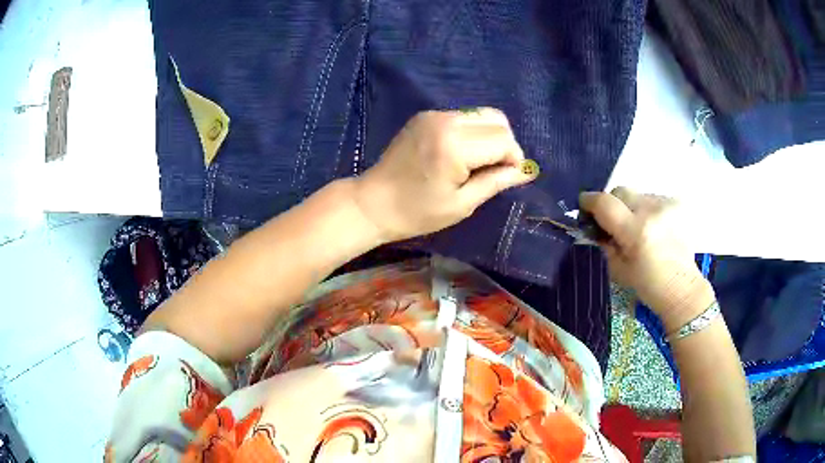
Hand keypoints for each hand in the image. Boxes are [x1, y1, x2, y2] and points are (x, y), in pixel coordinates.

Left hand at [354, 108, 536, 242]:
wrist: (373, 202)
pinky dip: (473, 132)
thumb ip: (496, 182)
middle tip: (495, 170)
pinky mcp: (425, 116)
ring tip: (479, 163)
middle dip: (505, 145)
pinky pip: (463, 117)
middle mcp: (446, 120)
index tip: (508, 178)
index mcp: (455, 145)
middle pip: (497, 121)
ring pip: (482, 115)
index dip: (514, 159)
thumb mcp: (462, 204)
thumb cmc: (417, 212)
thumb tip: (526, 171)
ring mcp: (434, 114)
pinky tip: (461, 154)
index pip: (503, 140)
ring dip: (490, 136)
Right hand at [580, 187, 714, 330]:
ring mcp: (666, 205)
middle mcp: (651, 211)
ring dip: (631, 208)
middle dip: (611, 204)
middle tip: (612, 223)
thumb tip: (594, 227)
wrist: (682, 288)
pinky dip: (647, 210)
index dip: (589, 201)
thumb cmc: (648, 285)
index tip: (583, 205)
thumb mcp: (618, 269)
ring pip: (637, 195)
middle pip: (620, 191)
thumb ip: (604, 243)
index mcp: (635, 231)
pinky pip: (652, 199)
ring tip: (638, 230)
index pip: (604, 202)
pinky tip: (654, 229)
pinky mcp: (676, 204)